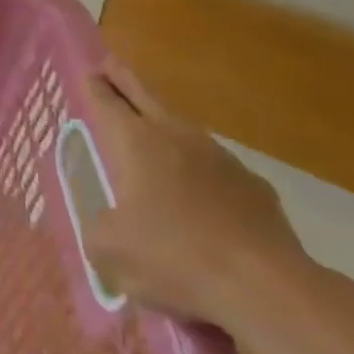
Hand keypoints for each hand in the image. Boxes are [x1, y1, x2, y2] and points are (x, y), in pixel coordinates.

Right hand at [82, 60, 313, 330]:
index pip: (108, 103)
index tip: (88, 72)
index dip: (95, 87)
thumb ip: (98, 228)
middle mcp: (177, 138)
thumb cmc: (173, 257)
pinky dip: (200, 171)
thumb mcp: (109, 249)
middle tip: (111, 66)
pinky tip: (198, 194)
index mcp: (136, 143)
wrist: (265, 287)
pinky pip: (216, 169)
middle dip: (125, 81)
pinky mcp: (255, 188)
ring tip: (152, 131)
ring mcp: (222, 160)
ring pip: (184, 130)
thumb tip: (105, 224)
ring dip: (164, 125)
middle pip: (147, 98)